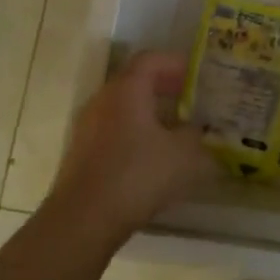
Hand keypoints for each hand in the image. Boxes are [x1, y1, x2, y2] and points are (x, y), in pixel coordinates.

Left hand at [45, 52, 210, 244]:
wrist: (83, 221)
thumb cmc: (137, 175)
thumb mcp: (184, 155)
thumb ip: (196, 136)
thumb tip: (198, 130)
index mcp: (127, 89)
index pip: (151, 59)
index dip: (176, 63)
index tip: (197, 76)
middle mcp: (103, 99)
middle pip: (135, 81)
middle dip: (164, 87)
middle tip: (190, 100)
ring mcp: (87, 126)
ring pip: (123, 107)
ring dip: (149, 112)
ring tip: (175, 130)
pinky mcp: (81, 153)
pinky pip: (113, 130)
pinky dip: (134, 132)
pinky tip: (152, 157)